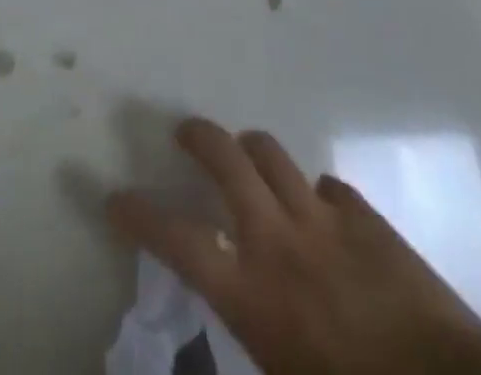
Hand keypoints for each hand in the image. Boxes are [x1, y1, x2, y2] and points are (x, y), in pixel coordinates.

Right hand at [107, 118, 480, 374]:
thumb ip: (254, 346)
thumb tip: (236, 314)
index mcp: (253, 294)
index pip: (179, 241)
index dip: (140, 215)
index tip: (114, 197)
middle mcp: (279, 241)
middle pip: (226, 160)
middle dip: (198, 137)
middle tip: (183, 134)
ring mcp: (324, 221)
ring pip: (272, 154)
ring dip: (250, 149)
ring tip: (245, 156)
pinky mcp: (366, 218)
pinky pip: (327, 188)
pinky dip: (313, 195)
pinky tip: (320, 215)